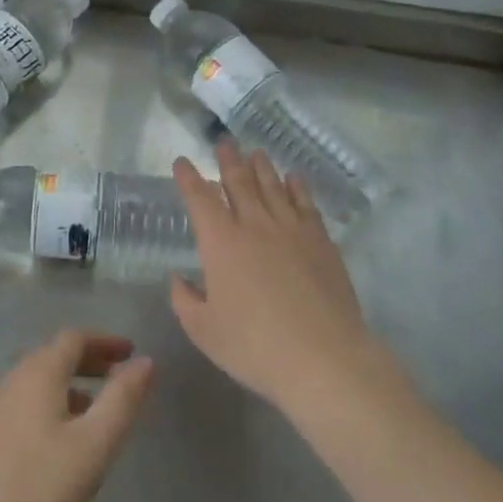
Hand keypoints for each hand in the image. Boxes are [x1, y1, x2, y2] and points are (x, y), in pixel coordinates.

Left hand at [0, 330, 154, 501]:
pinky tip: (59, 440)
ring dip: (70, 384)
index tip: (130, 352)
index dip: (105, 341)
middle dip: (89, 360)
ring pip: (38, 381)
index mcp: (39, 373)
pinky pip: (25, 402)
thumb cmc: (37, 486)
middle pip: (54, 355)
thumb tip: (145, 361)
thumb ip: (121, 399)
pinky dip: (50, 403)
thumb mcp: (93, 444)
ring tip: (94, 411)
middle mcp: (13, 379)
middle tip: (118, 376)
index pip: (75, 338)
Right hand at [170, 141, 375, 414]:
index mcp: (220, 243)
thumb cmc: (255, 346)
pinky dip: (297, 186)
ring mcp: (292, 230)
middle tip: (224, 142)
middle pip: (239, 182)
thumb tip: (178, 278)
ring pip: (273, 187)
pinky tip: (294, 178)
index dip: (189, 178)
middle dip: (228, 160)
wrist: (324, 358)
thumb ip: (185, 300)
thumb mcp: (204, 330)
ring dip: (262, 167)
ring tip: (255, 152)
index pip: (200, 199)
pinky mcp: (321, 241)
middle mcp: (254, 225)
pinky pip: (306, 204)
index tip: (182, 162)